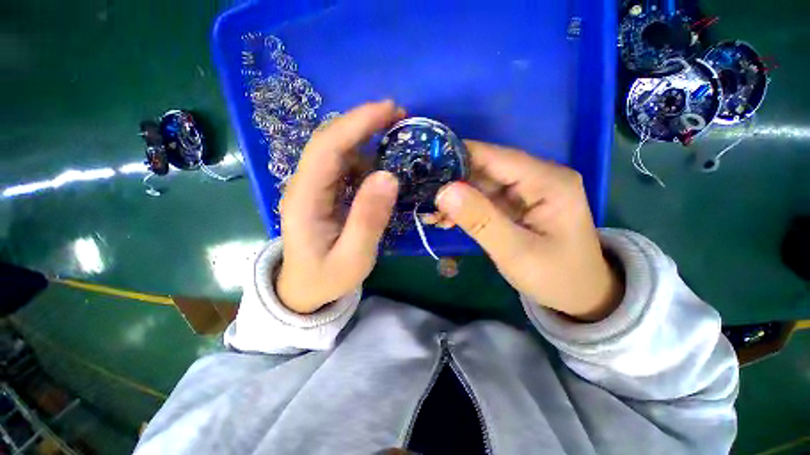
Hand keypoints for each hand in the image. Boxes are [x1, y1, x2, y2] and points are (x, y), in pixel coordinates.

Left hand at [276, 101, 404, 313]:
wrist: (304, 289)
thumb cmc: (327, 278)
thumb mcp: (353, 258)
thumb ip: (369, 219)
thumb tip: (388, 177)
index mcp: (304, 200)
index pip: (326, 149)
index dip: (356, 124)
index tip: (389, 110)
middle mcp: (304, 185)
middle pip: (329, 141)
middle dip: (362, 122)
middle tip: (398, 115)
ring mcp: (313, 187)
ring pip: (337, 150)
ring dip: (365, 137)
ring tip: (395, 136)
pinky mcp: (323, 192)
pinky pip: (343, 165)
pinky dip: (364, 156)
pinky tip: (382, 162)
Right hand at [433, 141, 622, 320]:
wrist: (580, 296)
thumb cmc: (556, 277)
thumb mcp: (516, 252)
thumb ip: (480, 220)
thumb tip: (444, 191)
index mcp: (546, 180)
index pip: (494, 156)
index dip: (457, 157)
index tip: (424, 165)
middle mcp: (536, 177)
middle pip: (483, 168)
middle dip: (450, 182)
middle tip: (420, 194)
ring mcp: (524, 191)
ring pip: (479, 184)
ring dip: (453, 198)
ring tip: (430, 214)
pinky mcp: (514, 205)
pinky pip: (482, 199)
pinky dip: (462, 209)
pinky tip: (444, 220)